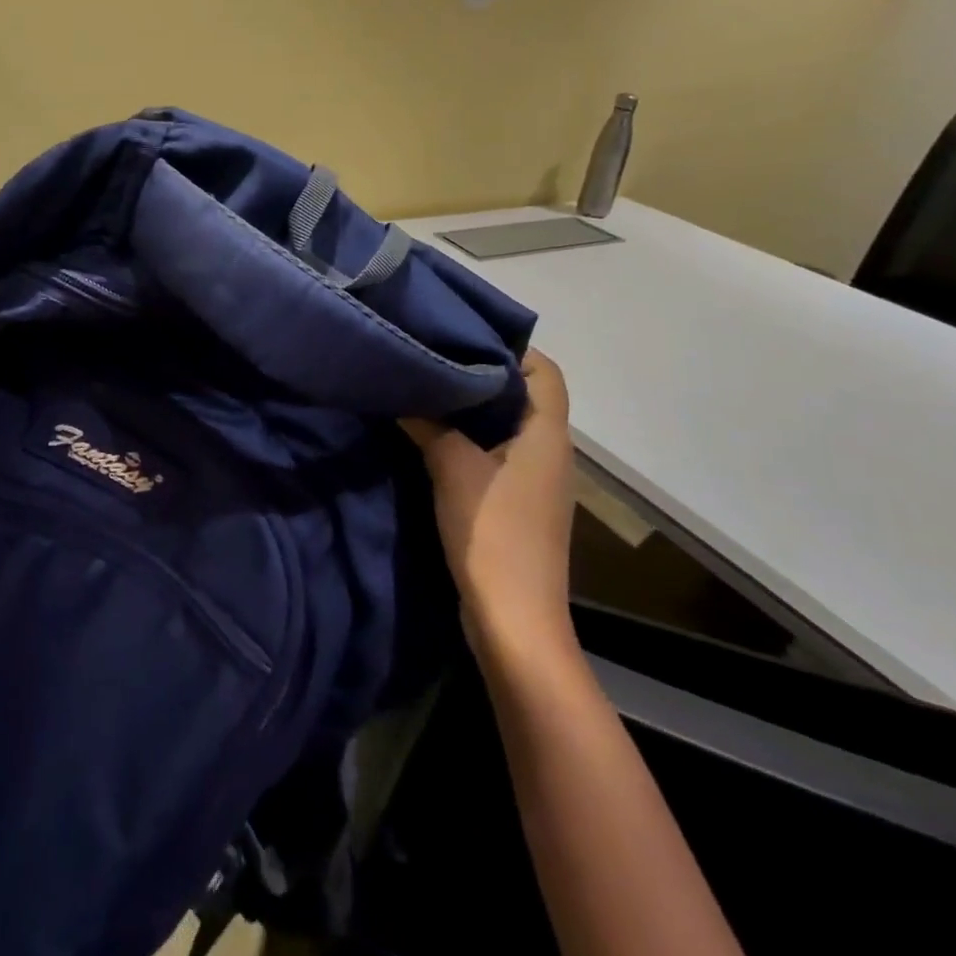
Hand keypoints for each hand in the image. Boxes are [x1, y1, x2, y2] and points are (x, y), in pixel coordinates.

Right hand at [402, 349, 576, 659]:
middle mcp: (551, 451)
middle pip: (524, 395)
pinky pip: (497, 453)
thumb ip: (428, 423)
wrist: (513, 619)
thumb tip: (404, 390)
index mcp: (548, 435)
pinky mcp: (517, 503)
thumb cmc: (492, 533)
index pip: (545, 371)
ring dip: (473, 409)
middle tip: (434, 356)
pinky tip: (432, 437)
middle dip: (482, 374)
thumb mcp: (452, 467)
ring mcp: (536, 480)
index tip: (462, 336)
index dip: (511, 348)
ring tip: (428, 389)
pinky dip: (471, 439)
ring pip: (508, 426)